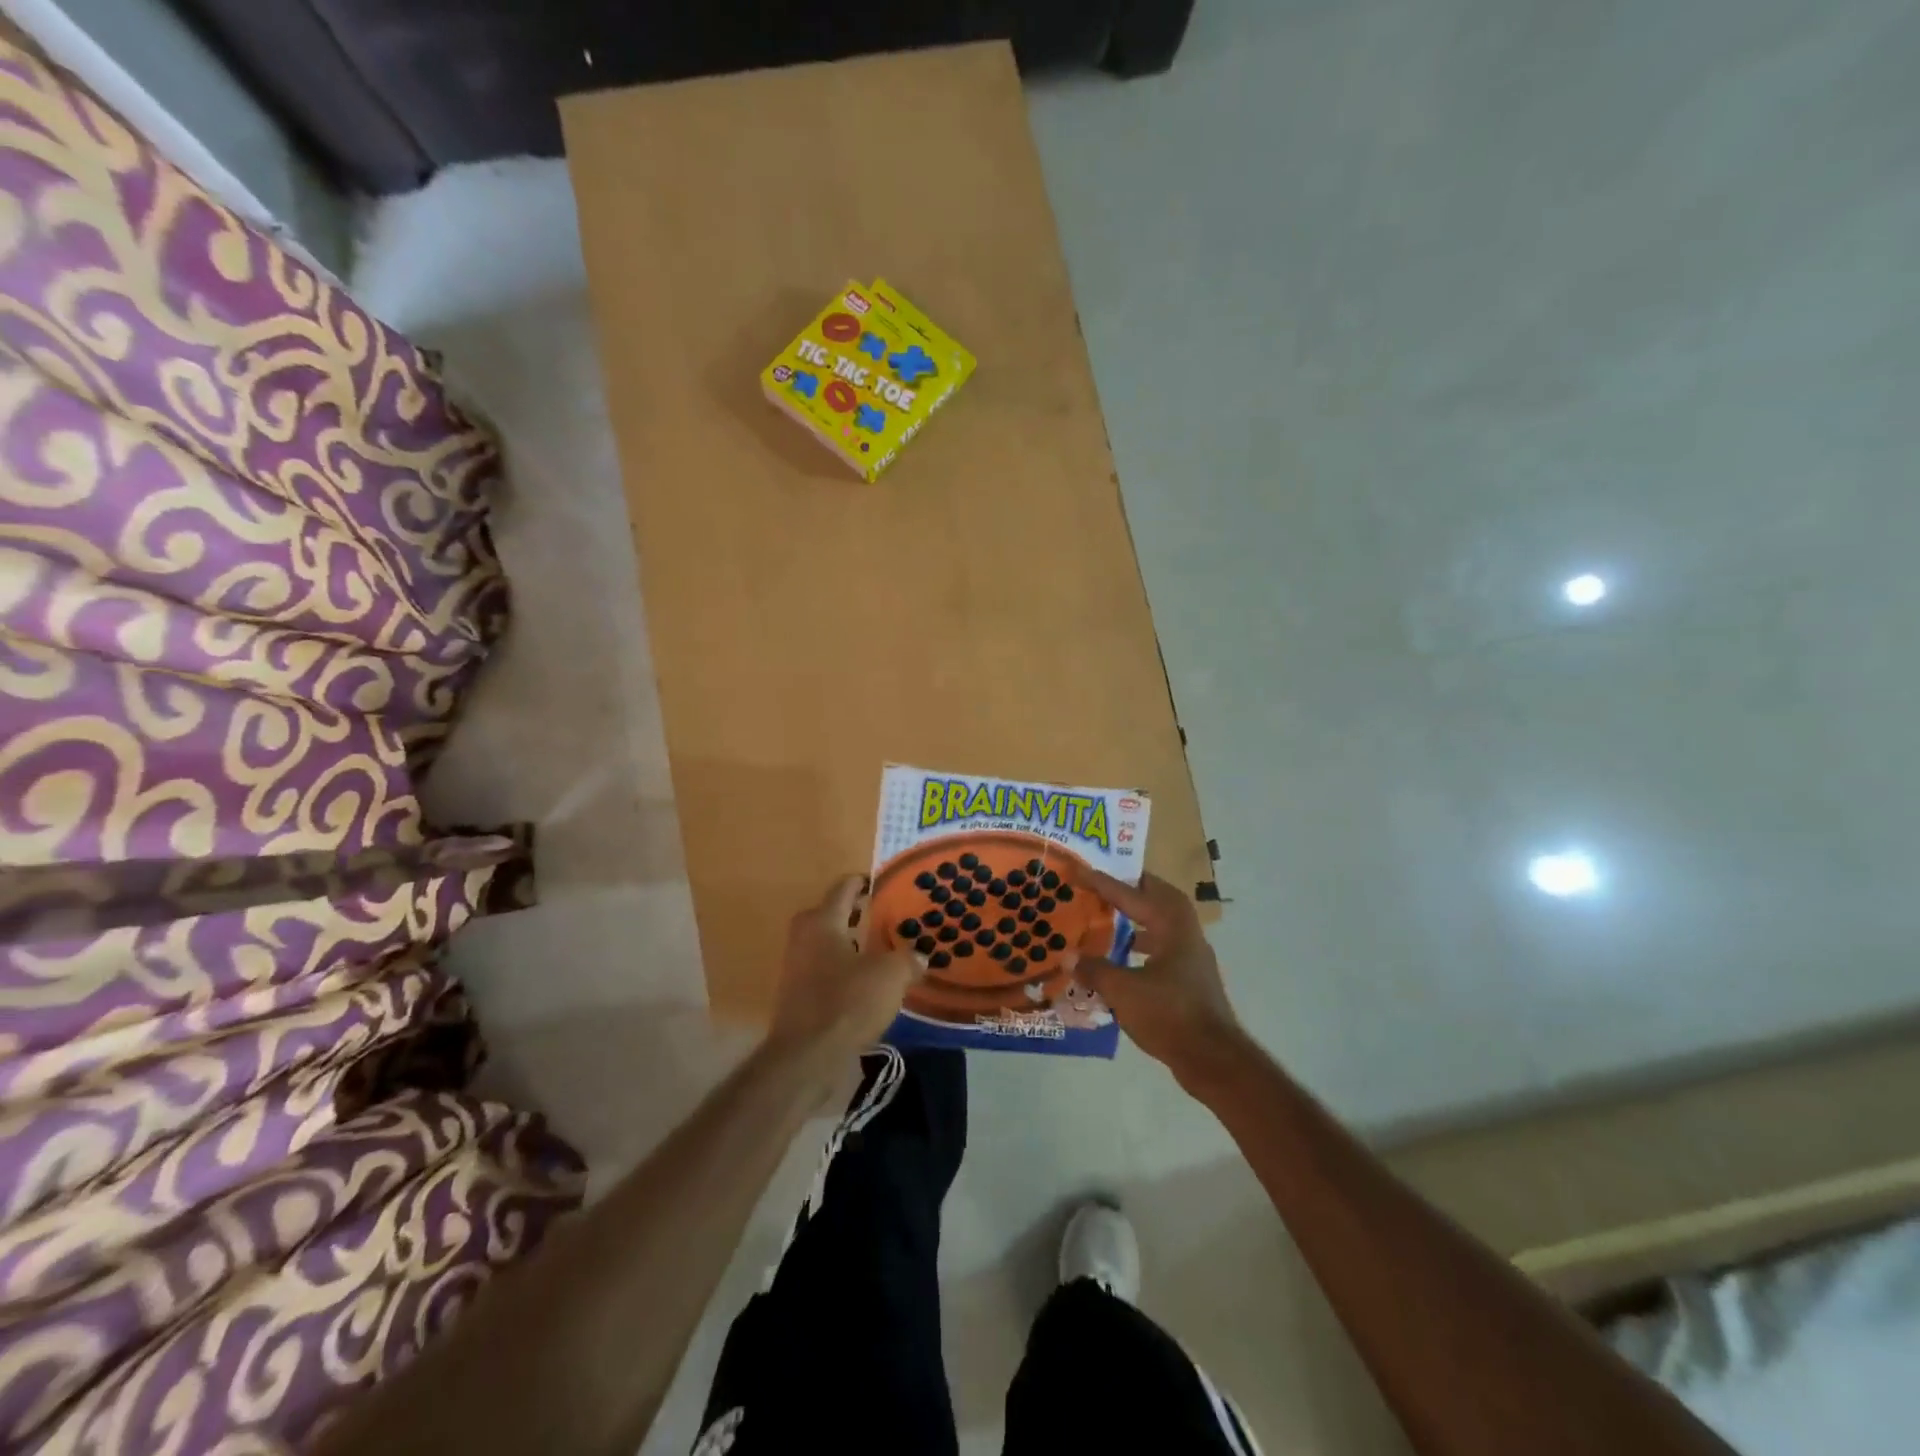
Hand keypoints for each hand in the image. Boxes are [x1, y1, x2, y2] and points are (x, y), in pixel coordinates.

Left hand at [768, 875, 920, 1064]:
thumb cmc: (847, 1003)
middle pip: (833, 915)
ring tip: (886, 953)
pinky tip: (871, 986)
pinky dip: (847, 972)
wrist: (806, 1059)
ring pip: (830, 945)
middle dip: (860, 915)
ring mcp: (797, 969)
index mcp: (822, 921)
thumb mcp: (890, 976)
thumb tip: (919, 956)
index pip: (845, 887)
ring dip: (854, 946)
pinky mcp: (799, 997)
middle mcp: (804, 938)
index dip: (866, 882)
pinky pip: (827, 973)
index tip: (887, 884)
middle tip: (890, 919)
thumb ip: (907, 959)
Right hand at [1076, 871, 1245, 1086]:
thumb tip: (1069, 957)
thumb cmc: (1169, 1015)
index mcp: (1172, 927)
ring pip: (1163, 924)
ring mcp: (1191, 958)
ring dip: (1138, 917)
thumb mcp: (1123, 991)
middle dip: (1131, 888)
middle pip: (1158, 898)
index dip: (1104, 883)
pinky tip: (1122, 960)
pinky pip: (1163, 947)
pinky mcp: (1190, 980)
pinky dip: (1142, 945)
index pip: (1133, 895)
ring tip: (1109, 919)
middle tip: (1103, 883)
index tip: (1080, 870)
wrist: (1213, 1059)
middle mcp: (1186, 934)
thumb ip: (1095, 970)